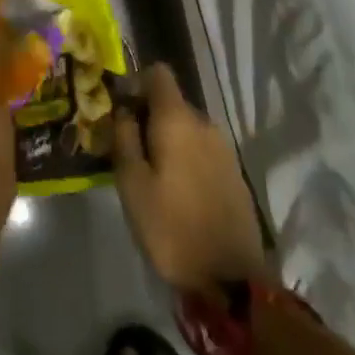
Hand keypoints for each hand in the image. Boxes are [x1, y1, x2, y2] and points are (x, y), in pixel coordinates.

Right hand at [113, 64, 270, 293]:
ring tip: (149, 173)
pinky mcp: (234, 175)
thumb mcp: (132, 184)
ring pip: (187, 128)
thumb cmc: (171, 227)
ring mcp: (224, 150)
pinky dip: (185, 158)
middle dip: (148, 117)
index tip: (120, 111)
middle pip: (172, 102)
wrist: (232, 280)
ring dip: (167, 140)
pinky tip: (175, 190)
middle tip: (127, 148)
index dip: (136, 83)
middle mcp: (205, 124)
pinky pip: (202, 150)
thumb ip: (124, 138)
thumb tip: (124, 110)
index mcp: (178, 120)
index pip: (159, 74)